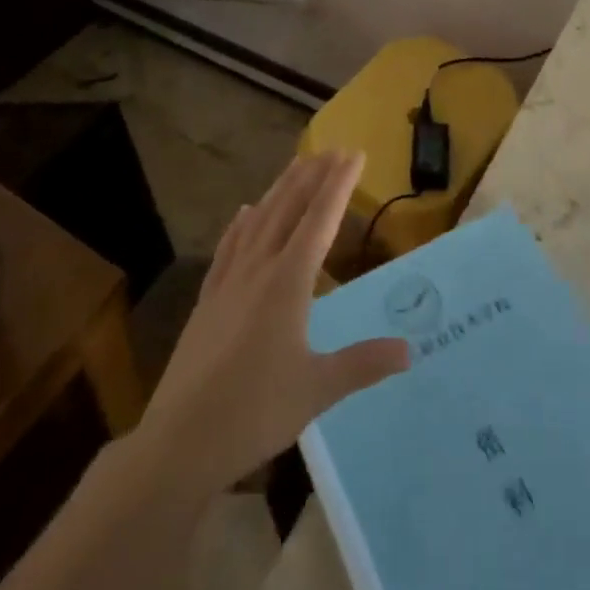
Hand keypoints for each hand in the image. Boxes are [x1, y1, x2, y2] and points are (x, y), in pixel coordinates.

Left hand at [135, 150, 410, 497]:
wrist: (180, 440)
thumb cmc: (254, 412)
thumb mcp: (317, 389)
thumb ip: (363, 363)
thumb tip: (409, 350)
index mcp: (288, 282)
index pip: (319, 219)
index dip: (339, 185)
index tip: (355, 154)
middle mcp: (258, 268)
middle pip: (288, 208)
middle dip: (313, 175)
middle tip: (333, 149)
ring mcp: (228, 281)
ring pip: (258, 220)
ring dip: (280, 189)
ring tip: (298, 165)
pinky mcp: (208, 299)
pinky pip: (228, 247)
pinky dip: (241, 224)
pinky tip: (244, 212)